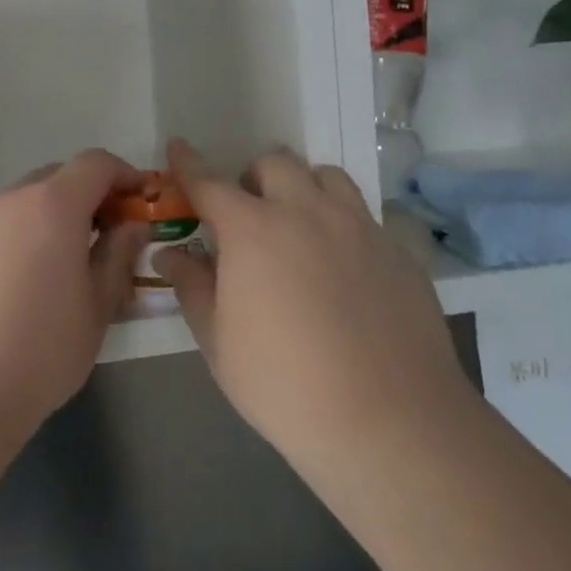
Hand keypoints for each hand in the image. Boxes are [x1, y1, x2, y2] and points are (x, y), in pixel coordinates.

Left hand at [0, 149, 146, 441]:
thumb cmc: (38, 350)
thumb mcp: (96, 307)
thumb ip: (118, 256)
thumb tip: (131, 225)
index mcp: (52, 204)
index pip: (96, 163)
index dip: (125, 176)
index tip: (143, 204)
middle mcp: (12, 199)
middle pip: (60, 177)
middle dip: (92, 198)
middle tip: (112, 240)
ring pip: (30, 202)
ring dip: (58, 218)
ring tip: (73, 269)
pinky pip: (4, 227)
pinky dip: (28, 237)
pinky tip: (31, 287)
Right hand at [156, 139, 475, 477]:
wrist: (391, 423)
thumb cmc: (285, 385)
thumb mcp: (219, 342)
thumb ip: (192, 287)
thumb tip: (171, 254)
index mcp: (253, 229)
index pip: (209, 182)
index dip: (188, 163)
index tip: (178, 147)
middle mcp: (306, 212)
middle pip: (275, 163)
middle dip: (253, 178)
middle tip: (249, 216)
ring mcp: (359, 227)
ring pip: (327, 177)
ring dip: (304, 189)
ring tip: (300, 227)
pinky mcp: (399, 251)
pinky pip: (365, 217)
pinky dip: (344, 227)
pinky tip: (345, 271)